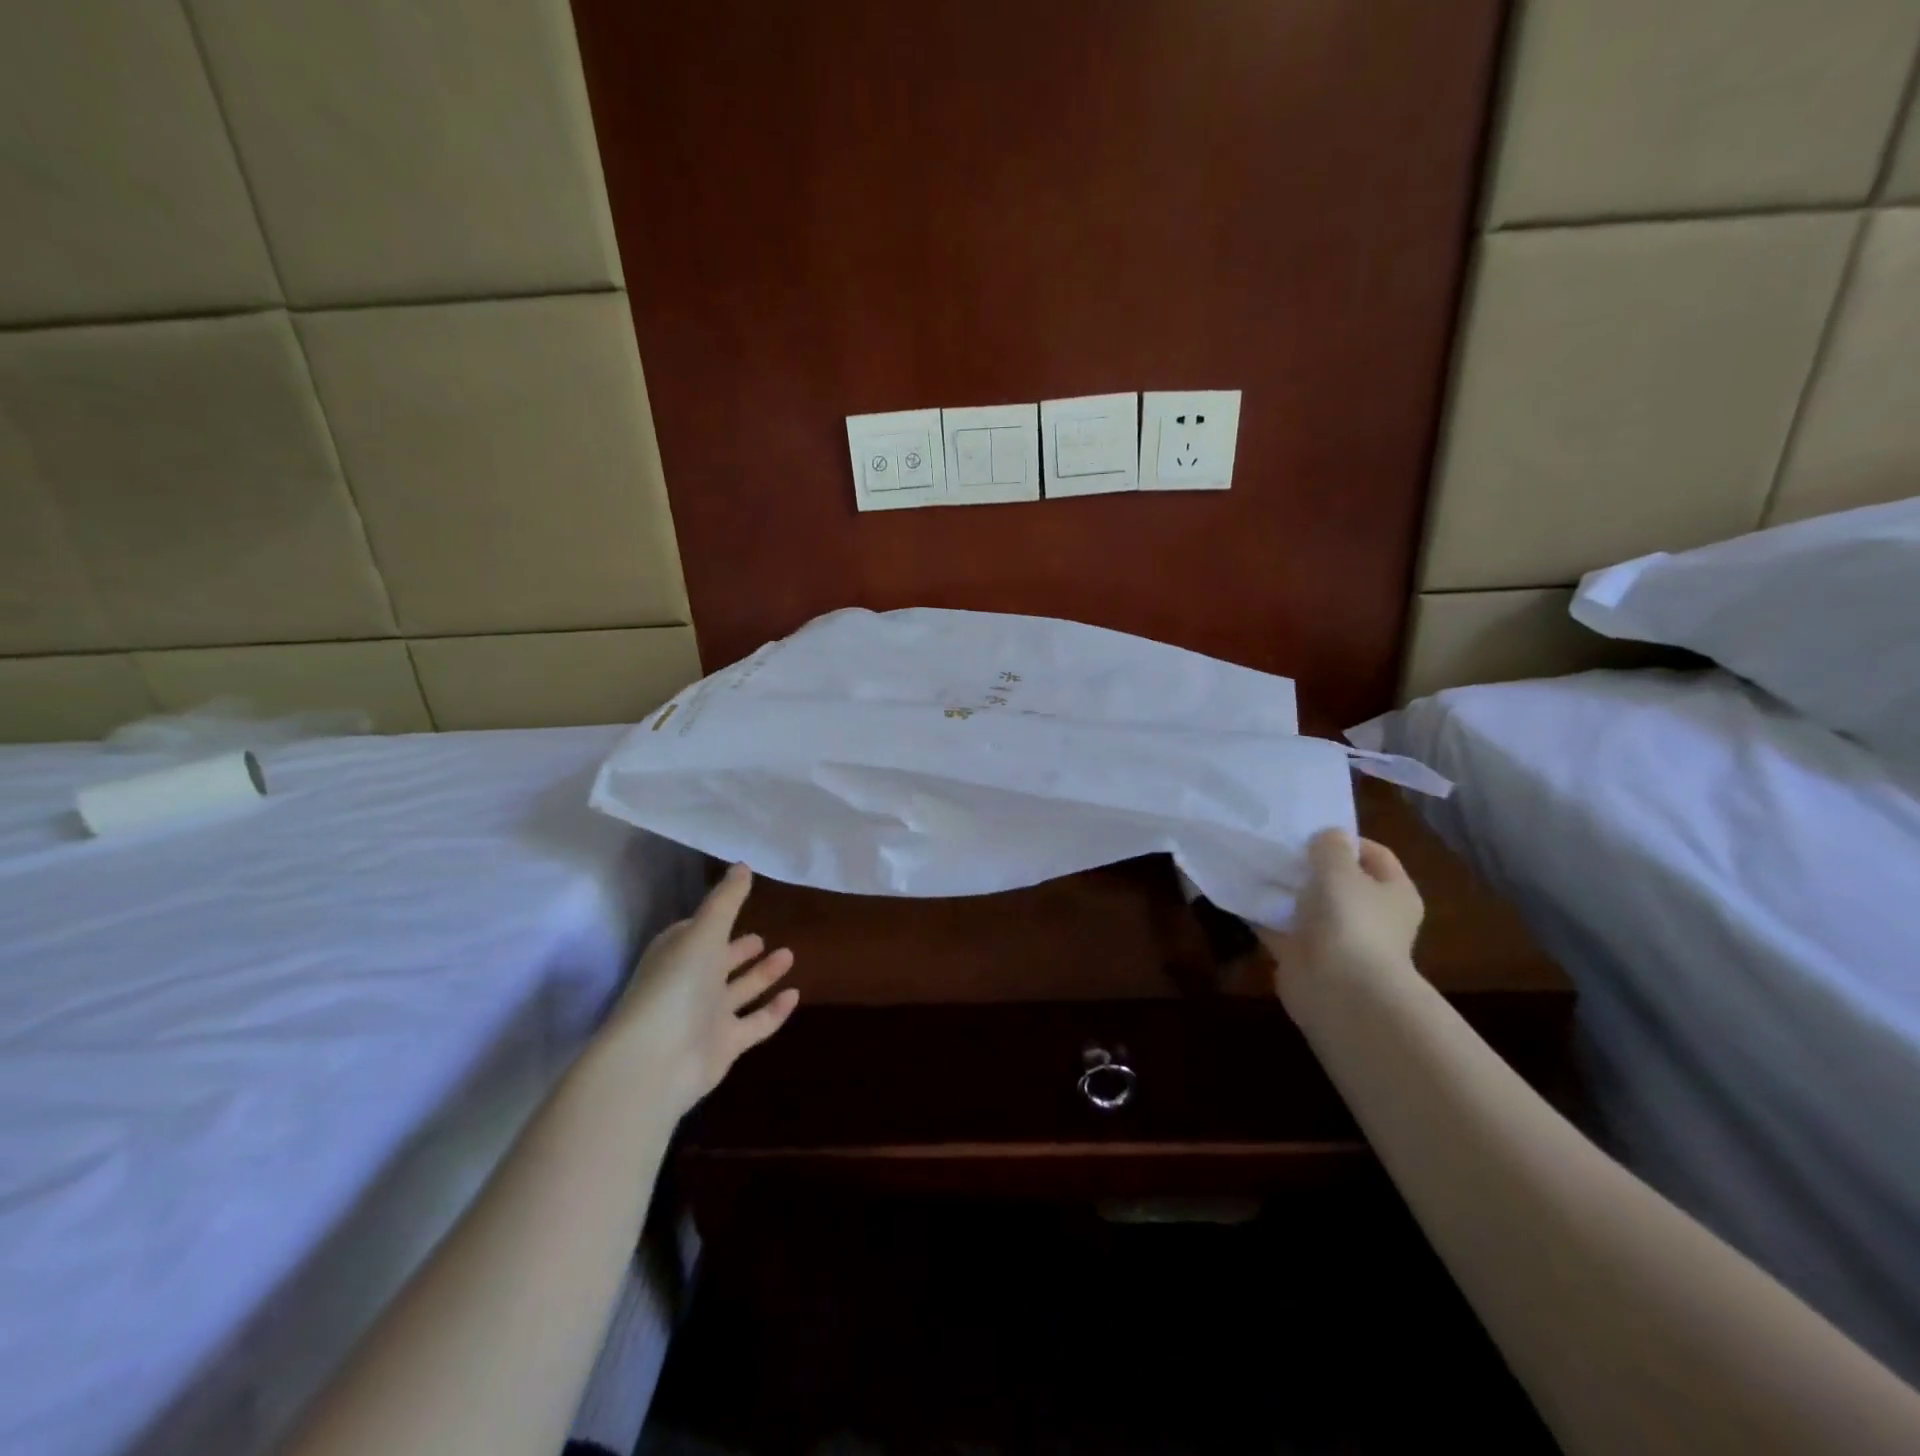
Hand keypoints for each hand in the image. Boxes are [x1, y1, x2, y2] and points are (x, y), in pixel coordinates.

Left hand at [602, 863, 798, 1117]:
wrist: (656, 1061)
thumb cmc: (677, 985)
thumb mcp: (704, 932)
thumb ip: (726, 900)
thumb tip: (743, 865)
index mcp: (677, 953)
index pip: (696, 932)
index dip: (714, 921)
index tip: (736, 907)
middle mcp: (690, 984)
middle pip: (718, 963)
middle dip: (738, 950)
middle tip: (763, 936)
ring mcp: (707, 1017)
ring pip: (739, 991)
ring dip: (762, 974)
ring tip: (789, 955)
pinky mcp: (725, 1045)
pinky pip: (755, 1023)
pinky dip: (774, 1011)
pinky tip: (795, 995)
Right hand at [1256, 829, 1422, 1011]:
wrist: (1339, 991)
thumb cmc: (1350, 921)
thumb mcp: (1339, 869)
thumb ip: (1330, 847)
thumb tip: (1328, 836)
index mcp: (1394, 893)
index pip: (1374, 854)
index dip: (1345, 839)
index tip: (1309, 830)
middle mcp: (1370, 915)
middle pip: (1338, 880)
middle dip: (1308, 864)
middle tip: (1277, 846)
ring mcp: (1337, 938)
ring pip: (1306, 905)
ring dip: (1284, 890)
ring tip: (1253, 865)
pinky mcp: (1305, 956)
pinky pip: (1280, 928)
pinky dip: (1263, 915)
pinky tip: (1239, 895)